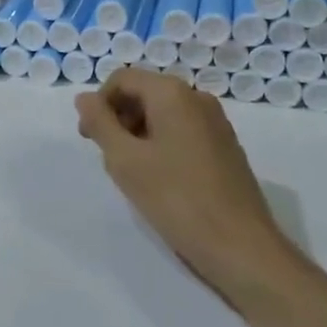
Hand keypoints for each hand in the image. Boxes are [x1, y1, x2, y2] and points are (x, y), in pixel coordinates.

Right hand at [76, 69, 300, 306]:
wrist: (241, 247)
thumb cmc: (177, 199)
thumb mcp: (125, 161)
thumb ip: (100, 123)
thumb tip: (84, 98)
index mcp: (173, 93)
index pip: (122, 79)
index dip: (99, 104)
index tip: (89, 139)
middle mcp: (197, 98)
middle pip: (144, 92)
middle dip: (119, 118)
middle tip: (108, 158)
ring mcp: (216, 122)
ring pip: (164, 113)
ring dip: (139, 133)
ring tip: (133, 173)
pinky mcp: (226, 146)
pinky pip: (183, 131)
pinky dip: (163, 144)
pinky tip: (161, 180)